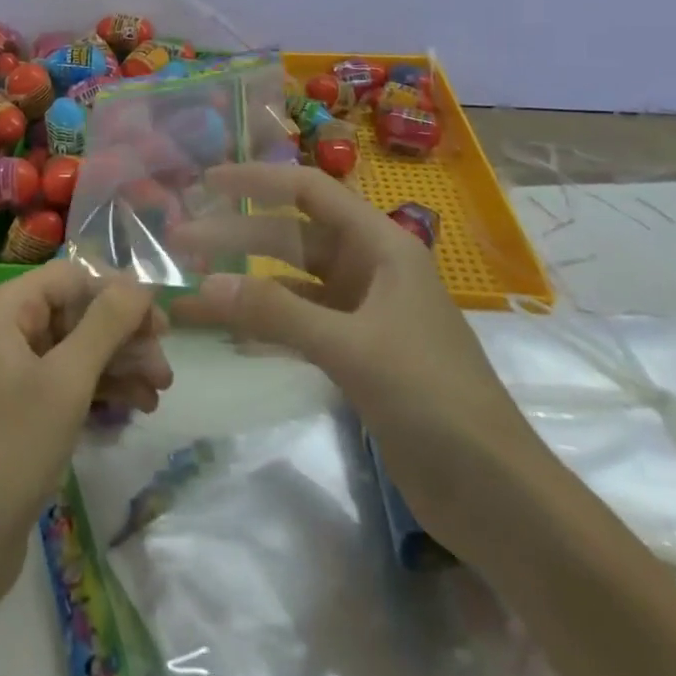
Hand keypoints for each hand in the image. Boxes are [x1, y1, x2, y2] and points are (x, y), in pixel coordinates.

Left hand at [0, 259, 172, 593]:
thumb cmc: (12, 448)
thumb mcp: (67, 380)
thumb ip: (106, 324)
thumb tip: (141, 281)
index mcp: (5, 309)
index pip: (71, 278)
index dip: (117, 293)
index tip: (159, 322)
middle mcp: (5, 329)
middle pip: (77, 312)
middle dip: (124, 336)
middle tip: (165, 365)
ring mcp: (11, 370)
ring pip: (77, 348)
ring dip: (120, 364)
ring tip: (160, 391)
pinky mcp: (20, 407)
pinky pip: (67, 380)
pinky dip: (101, 389)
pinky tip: (137, 406)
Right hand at [170, 164, 537, 554]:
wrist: (496, 494)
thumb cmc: (431, 397)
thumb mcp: (352, 347)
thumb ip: (278, 312)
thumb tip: (206, 283)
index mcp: (380, 245)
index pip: (309, 191)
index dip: (257, 180)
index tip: (207, 183)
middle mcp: (369, 268)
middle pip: (291, 238)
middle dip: (236, 237)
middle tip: (178, 242)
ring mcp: (363, 312)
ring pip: (291, 284)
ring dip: (244, 287)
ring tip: (190, 294)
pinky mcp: (357, 354)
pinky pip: (299, 324)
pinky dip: (264, 325)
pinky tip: (227, 332)